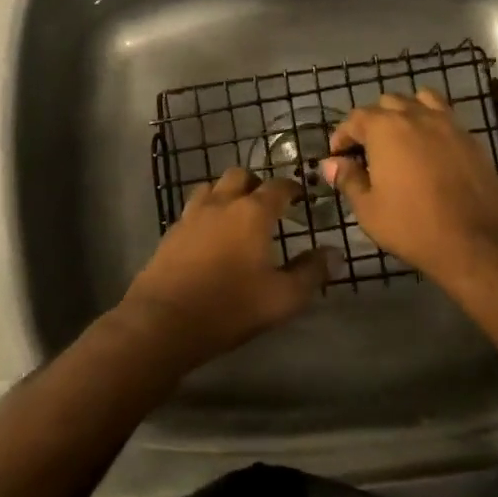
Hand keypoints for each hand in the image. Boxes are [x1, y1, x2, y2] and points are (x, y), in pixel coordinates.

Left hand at [117, 167, 331, 369]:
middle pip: (240, 176)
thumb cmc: (230, 306)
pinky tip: (210, 236)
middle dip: (257, 184)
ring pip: (211, 187)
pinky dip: (206, 213)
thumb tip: (334, 252)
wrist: (163, 321)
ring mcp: (191, 215)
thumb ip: (311, 272)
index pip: (278, 186)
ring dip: (227, 193)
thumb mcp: (283, 298)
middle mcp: (221, 203)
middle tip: (268, 204)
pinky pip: (193, 209)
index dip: (293, 188)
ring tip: (236, 215)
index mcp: (252, 212)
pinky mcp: (171, 233)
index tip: (302, 196)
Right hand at [322, 89, 497, 294]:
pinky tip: (429, 152)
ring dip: (405, 114)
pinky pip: (445, 118)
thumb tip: (332, 163)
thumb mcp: (369, 209)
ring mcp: (448, 124)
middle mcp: (416, 116)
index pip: (355, 118)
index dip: (342, 136)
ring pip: (420, 101)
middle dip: (372, 122)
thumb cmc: (413, 225)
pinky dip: (431, 125)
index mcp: (385, 128)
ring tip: (401, 141)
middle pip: (387, 103)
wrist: (477, 241)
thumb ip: (348, 179)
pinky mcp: (471, 139)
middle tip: (367, 151)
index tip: (338, 158)